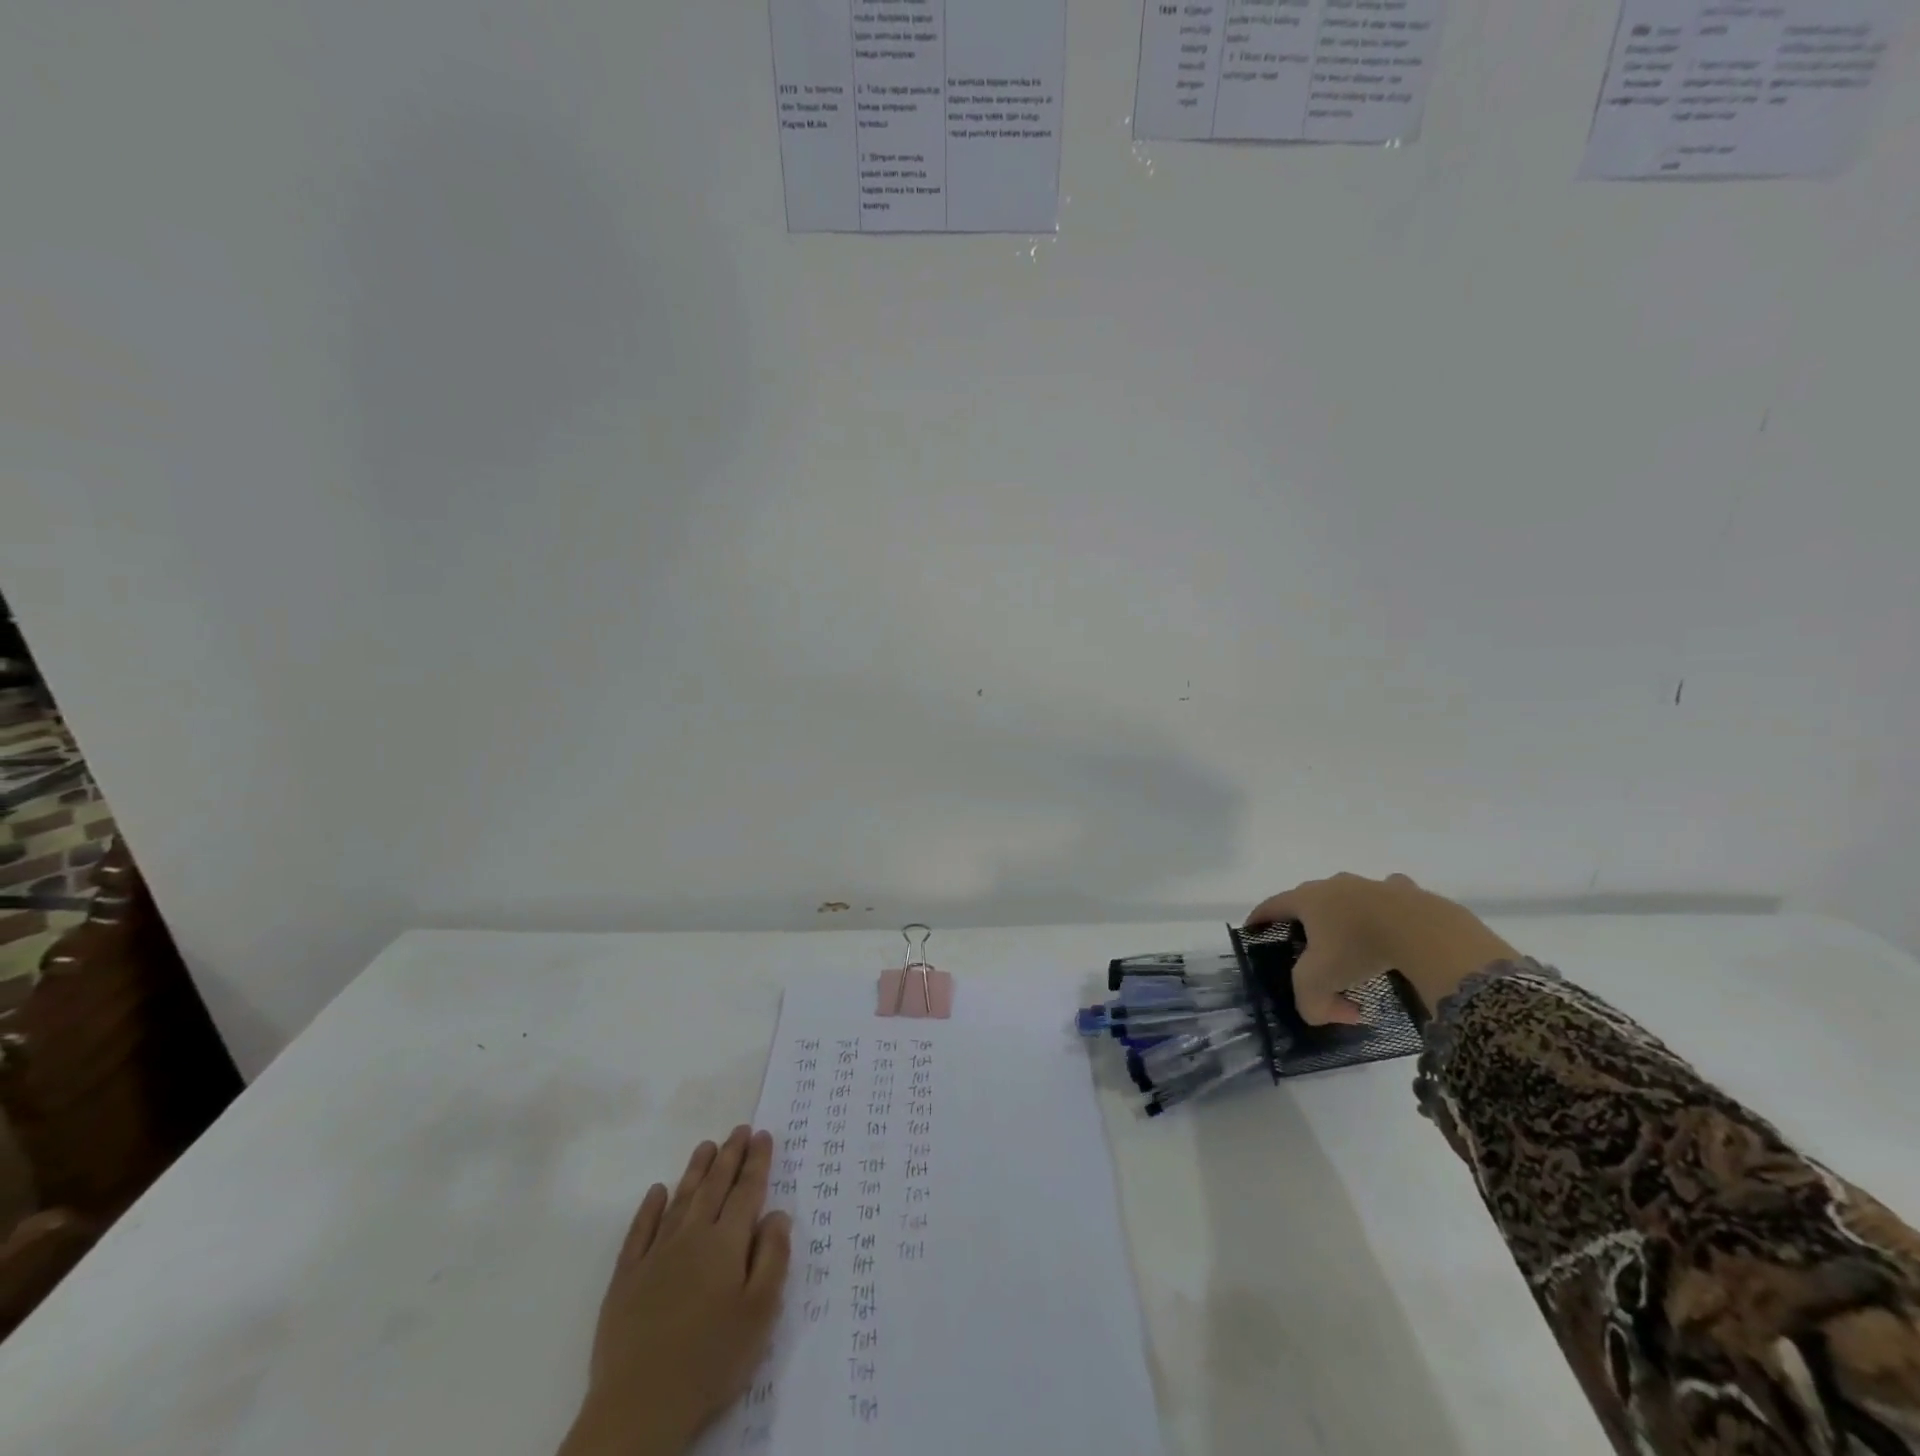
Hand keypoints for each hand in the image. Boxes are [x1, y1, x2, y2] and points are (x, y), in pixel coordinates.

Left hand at [561, 1127, 791, 1455]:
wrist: (639, 1407)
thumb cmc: (711, 1360)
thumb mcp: (760, 1313)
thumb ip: (773, 1257)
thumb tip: (778, 1213)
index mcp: (726, 1243)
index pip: (746, 1191)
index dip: (757, 1162)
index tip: (763, 1135)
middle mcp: (692, 1237)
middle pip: (714, 1187)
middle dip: (729, 1155)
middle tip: (739, 1129)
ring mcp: (655, 1255)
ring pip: (680, 1200)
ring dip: (695, 1170)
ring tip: (706, 1146)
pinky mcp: (625, 1279)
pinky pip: (639, 1231)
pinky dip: (649, 1208)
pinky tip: (656, 1191)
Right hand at [1246, 873, 1516, 1023]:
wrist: (1423, 931)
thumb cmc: (1359, 948)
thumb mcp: (1320, 983)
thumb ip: (1310, 1003)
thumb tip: (1327, 1012)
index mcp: (1306, 899)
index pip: (1271, 905)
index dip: (1259, 918)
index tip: (1253, 930)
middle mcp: (1334, 884)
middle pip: (1310, 900)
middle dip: (1305, 922)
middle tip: (1309, 948)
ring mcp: (1371, 884)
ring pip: (1349, 899)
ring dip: (1346, 917)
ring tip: (1355, 945)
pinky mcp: (1406, 891)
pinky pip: (1388, 900)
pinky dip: (1385, 914)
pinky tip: (1394, 932)